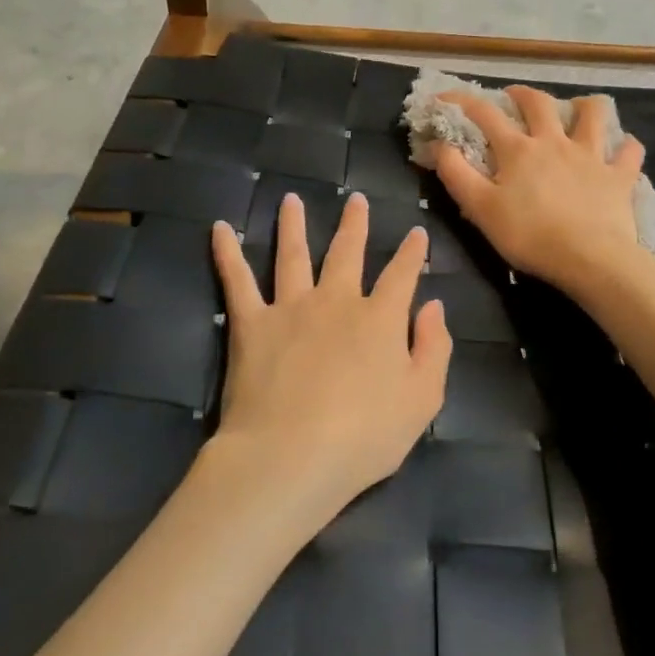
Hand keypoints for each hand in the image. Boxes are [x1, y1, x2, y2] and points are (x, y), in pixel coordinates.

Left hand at [206, 191, 451, 531]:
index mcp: (380, 319)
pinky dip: (227, 253)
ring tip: (291, 200)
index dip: (411, 253)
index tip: (416, 232)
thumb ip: (434, 349)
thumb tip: (434, 307)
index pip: (402, 275)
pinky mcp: (251, 324)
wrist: (290, 455)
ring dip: (294, 225)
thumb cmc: (364, 437)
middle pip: (347, 253)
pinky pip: (237, 281)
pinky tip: (220, 228)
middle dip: (355, 225)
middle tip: (356, 200)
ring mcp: (291, 308)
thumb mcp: (422, 400)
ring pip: (293, 255)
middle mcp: (337, 301)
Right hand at [434, 86, 647, 295]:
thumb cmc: (530, 236)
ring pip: (593, 114)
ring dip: (583, 106)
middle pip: (539, 103)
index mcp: (518, 150)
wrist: (590, 258)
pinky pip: (629, 152)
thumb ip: (457, 174)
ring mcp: (591, 156)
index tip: (444, 98)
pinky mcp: (619, 176)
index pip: (485, 115)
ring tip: (576, 110)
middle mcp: (555, 142)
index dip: (462, 102)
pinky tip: (620, 149)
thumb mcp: (480, 209)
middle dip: (523, 94)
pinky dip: (625, 147)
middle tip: (514, 97)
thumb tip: (439, 145)